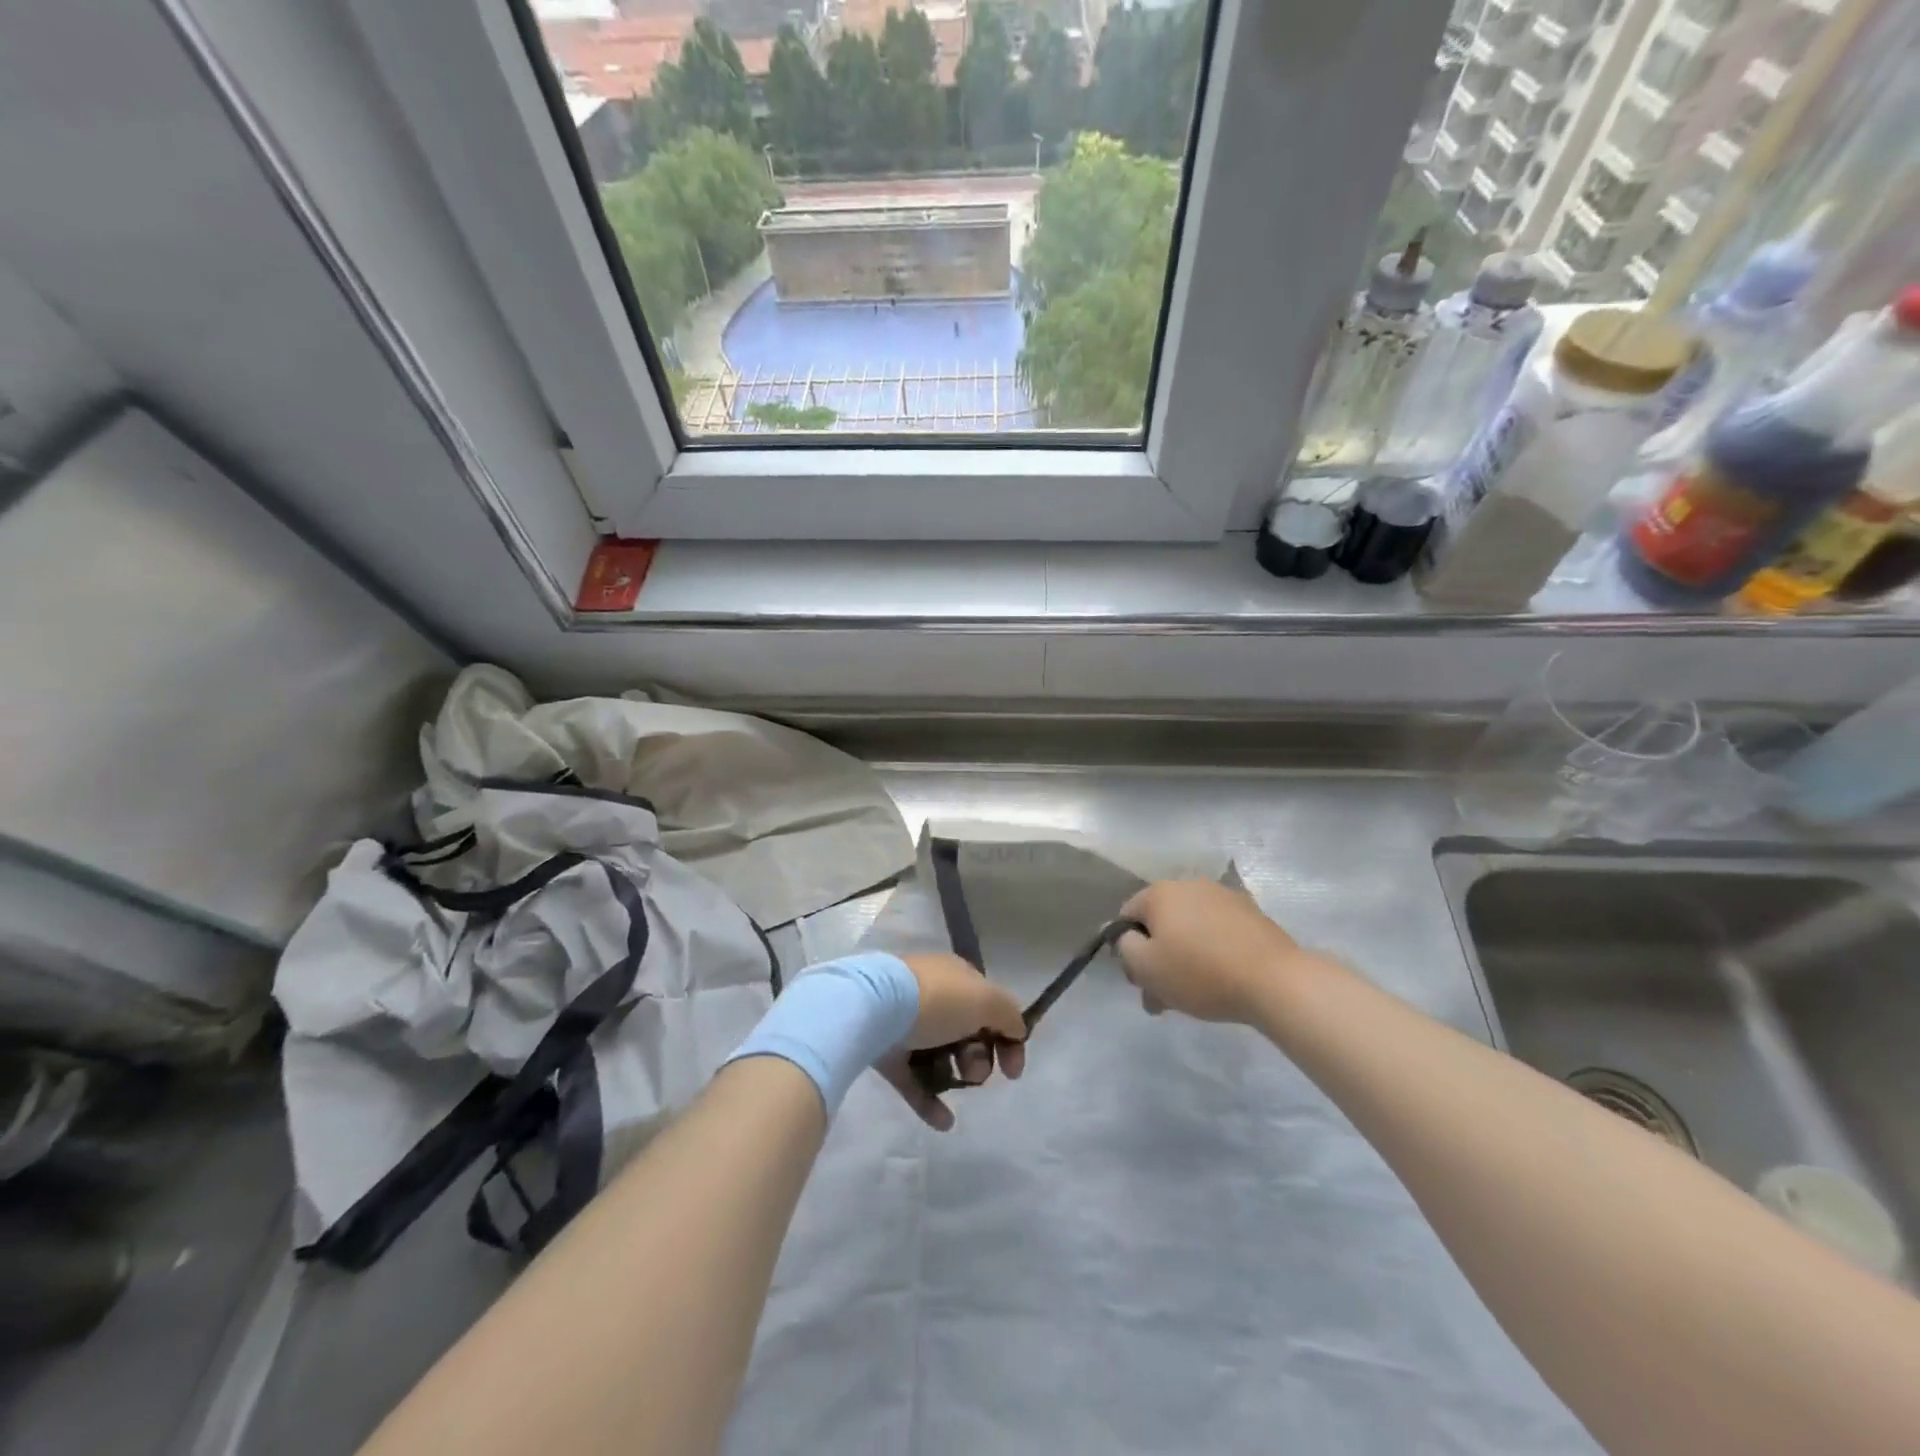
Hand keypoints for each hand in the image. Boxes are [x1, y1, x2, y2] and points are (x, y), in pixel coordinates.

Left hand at [876, 953, 1025, 1131]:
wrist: (872, 1008)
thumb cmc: (936, 1001)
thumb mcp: (985, 999)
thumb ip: (1009, 1015)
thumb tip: (1016, 1031)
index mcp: (957, 977)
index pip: (991, 1007)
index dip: (1008, 1038)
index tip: (1012, 1071)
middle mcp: (934, 996)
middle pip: (968, 1033)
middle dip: (979, 1059)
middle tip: (973, 1070)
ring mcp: (907, 1024)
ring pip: (942, 1056)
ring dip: (957, 1079)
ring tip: (958, 1088)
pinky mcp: (887, 1051)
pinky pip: (914, 1079)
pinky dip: (930, 1100)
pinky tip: (944, 1122)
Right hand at [1117, 880, 1310, 1025]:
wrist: (1274, 980)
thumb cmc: (1200, 973)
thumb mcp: (1145, 967)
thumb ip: (1124, 948)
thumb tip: (1127, 937)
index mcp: (1159, 892)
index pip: (1126, 916)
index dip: (1127, 950)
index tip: (1140, 981)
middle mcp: (1189, 885)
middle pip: (1160, 923)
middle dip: (1157, 958)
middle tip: (1164, 996)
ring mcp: (1223, 897)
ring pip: (1189, 929)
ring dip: (1184, 956)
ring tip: (1194, 993)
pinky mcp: (1251, 913)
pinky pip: (1217, 932)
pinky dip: (1212, 952)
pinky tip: (1221, 979)